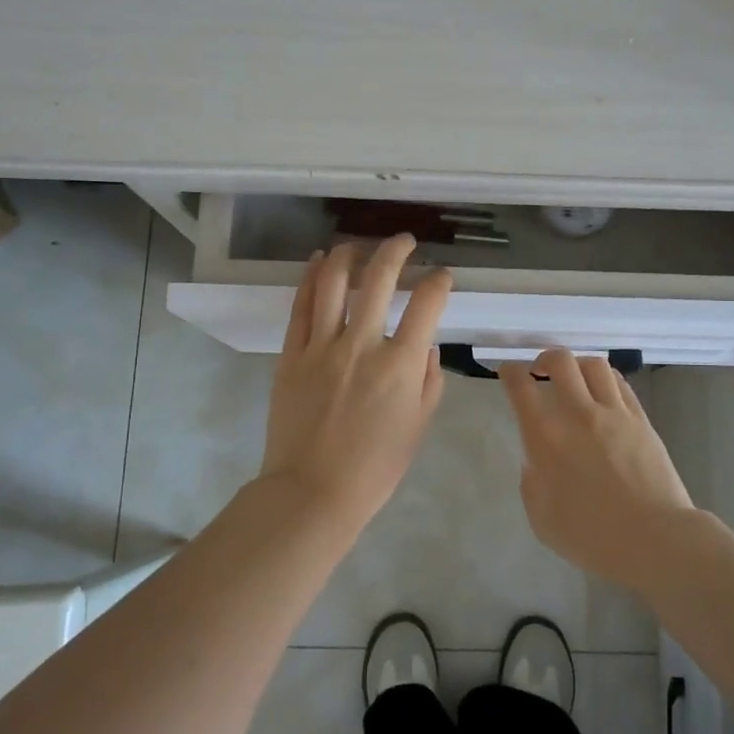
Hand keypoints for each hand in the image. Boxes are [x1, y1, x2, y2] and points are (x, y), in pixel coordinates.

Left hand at [258, 235, 452, 531]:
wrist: (313, 491)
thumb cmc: (375, 467)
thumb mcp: (418, 427)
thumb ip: (429, 381)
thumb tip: (426, 345)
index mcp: (401, 365)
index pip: (427, 304)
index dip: (439, 282)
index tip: (442, 276)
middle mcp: (362, 344)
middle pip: (380, 278)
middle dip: (396, 250)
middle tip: (404, 242)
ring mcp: (322, 346)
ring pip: (335, 282)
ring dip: (349, 253)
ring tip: (358, 244)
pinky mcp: (292, 354)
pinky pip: (301, 306)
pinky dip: (311, 277)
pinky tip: (319, 261)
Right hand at [501, 348, 700, 591]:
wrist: (655, 540)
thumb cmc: (592, 538)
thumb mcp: (542, 519)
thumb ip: (532, 484)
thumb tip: (536, 461)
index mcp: (545, 438)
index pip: (520, 387)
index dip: (509, 372)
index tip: (506, 372)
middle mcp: (578, 415)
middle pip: (559, 361)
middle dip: (544, 359)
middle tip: (540, 372)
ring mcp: (614, 413)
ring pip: (593, 365)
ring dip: (577, 365)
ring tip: (574, 379)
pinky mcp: (641, 419)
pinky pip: (620, 384)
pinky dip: (605, 379)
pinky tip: (602, 392)